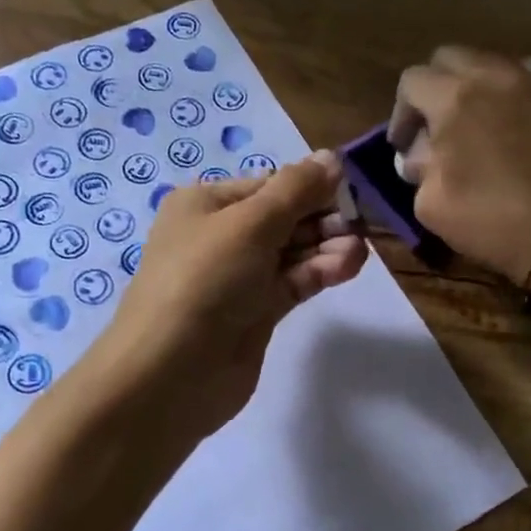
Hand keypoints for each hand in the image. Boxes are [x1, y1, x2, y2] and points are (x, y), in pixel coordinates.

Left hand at [85, 152, 366, 438]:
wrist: (170, 372)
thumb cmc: (204, 280)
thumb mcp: (249, 224)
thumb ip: (296, 191)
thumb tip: (332, 158)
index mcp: (206, 205)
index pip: (268, 184)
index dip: (309, 185)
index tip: (351, 188)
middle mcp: (220, 237)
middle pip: (283, 218)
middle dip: (321, 218)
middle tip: (360, 222)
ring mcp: (239, 278)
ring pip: (292, 252)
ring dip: (326, 246)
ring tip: (358, 250)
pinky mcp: (256, 314)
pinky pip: (293, 282)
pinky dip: (319, 272)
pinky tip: (348, 265)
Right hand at [389, 47, 530, 284]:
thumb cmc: (488, 219)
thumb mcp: (430, 203)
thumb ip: (418, 167)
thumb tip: (420, 153)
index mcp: (455, 98)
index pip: (412, 81)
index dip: (401, 113)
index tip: (404, 145)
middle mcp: (492, 77)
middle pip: (449, 58)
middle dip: (433, 88)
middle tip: (431, 128)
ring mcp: (529, 85)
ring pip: (485, 65)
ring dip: (466, 90)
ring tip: (466, 130)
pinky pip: (513, 84)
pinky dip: (497, 99)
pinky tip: (497, 136)